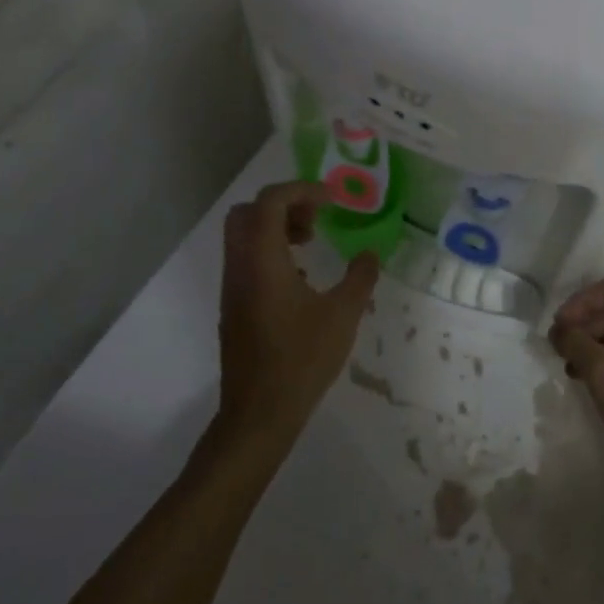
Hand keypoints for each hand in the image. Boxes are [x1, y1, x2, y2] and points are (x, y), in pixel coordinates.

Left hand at [217, 181, 379, 449]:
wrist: (258, 413)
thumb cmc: (301, 360)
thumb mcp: (342, 315)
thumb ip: (360, 278)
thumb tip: (370, 254)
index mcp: (263, 260)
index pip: (271, 201)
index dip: (303, 190)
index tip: (333, 200)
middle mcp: (240, 266)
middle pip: (248, 212)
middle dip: (284, 204)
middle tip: (316, 218)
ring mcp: (232, 287)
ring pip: (244, 236)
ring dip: (276, 228)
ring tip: (311, 243)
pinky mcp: (233, 306)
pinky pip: (246, 260)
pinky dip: (270, 251)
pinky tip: (300, 277)